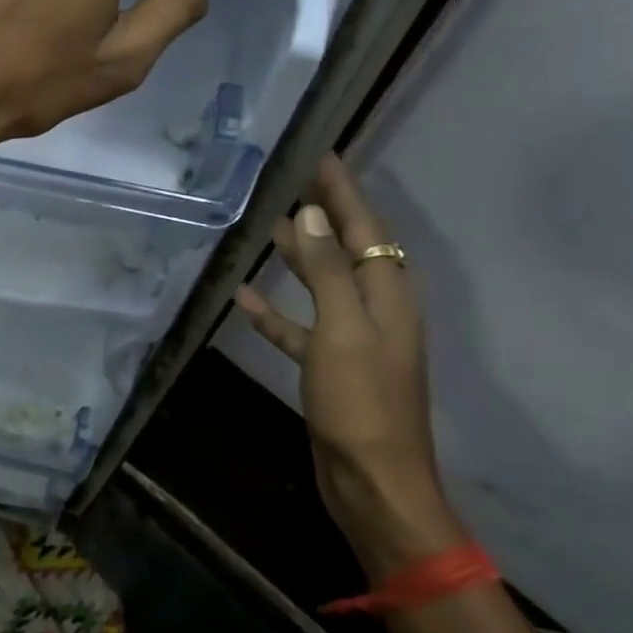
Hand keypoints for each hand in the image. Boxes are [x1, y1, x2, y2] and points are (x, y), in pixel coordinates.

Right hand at [235, 156, 463, 571]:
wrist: (373, 481)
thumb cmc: (361, 402)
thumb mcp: (344, 330)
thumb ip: (329, 271)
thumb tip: (312, 213)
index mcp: (388, 295)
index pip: (366, 227)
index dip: (343, 189)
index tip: (320, 152)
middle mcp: (375, 309)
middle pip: (347, 249)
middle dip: (323, 213)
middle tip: (289, 178)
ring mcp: (351, 339)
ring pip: (322, 284)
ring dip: (298, 256)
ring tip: (267, 225)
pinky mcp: (328, 366)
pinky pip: (298, 327)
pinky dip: (274, 312)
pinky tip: (244, 298)